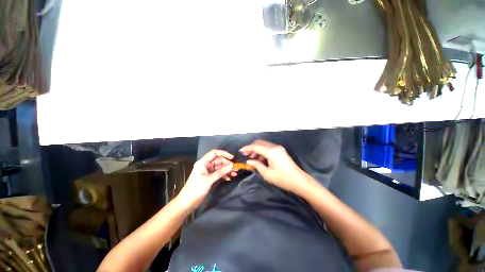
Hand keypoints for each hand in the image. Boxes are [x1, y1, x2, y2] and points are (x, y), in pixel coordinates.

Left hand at [178, 150, 235, 209]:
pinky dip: (224, 175)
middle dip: (227, 164)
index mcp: (203, 162)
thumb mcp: (209, 180)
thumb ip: (221, 172)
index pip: (214, 153)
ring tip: (234, 174)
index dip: (224, 153)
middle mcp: (206, 164)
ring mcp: (208, 171)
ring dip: (227, 170)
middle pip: (219, 160)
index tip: (232, 158)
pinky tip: (229, 178)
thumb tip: (232, 165)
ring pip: (220, 167)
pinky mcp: (210, 177)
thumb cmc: (196, 189)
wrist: (187, 202)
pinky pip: (219, 173)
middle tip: (235, 169)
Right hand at [240, 140, 307, 193]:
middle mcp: (275, 147)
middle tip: (245, 155)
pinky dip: (262, 151)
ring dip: (257, 149)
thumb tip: (248, 161)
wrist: (299, 180)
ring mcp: (278, 148)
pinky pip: (268, 148)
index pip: (256, 146)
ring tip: (251, 158)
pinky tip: (260, 159)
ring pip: (264, 144)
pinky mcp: (280, 150)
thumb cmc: (283, 179)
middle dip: (251, 147)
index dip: (247, 148)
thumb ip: (257, 165)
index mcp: (271, 152)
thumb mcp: (267, 174)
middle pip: (260, 143)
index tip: (240, 151)